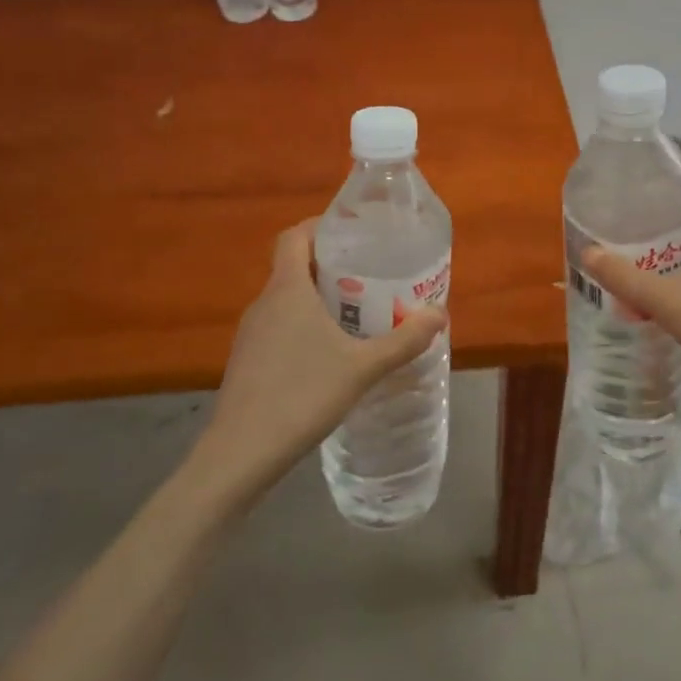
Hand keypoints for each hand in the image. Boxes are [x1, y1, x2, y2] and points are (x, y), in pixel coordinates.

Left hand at [198, 220, 445, 494]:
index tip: (353, 233)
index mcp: (287, 289)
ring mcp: (250, 334)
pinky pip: (279, 327)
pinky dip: (303, 326)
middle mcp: (264, 303)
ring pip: (286, 300)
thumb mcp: (363, 367)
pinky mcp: (246, 361)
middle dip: (331, 265)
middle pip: (294, 266)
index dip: (321, 226)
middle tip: (369, 275)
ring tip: (356, 313)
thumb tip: (439, 314)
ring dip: (317, 298)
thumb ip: (403, 340)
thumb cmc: (302, 395)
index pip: (295, 236)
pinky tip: (329, 355)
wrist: (240, 454)